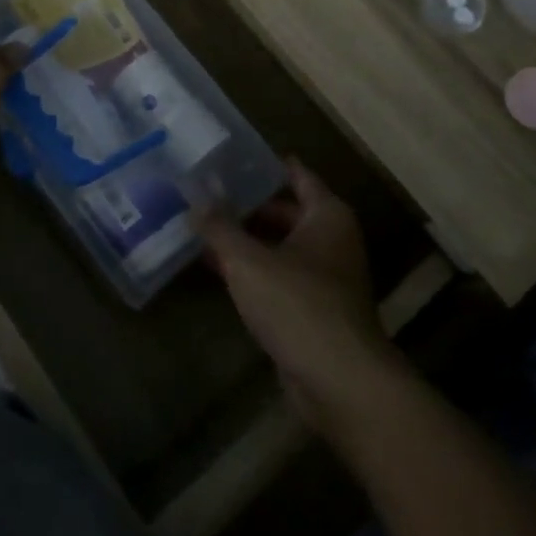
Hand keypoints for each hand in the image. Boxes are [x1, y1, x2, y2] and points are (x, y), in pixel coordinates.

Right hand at [196, 160, 403, 431]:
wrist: (339, 381)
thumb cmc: (298, 304)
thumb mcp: (248, 260)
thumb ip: (220, 227)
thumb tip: (196, 197)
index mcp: (326, 215)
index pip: (296, 174)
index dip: (264, 164)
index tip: (230, 154)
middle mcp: (331, 239)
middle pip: (285, 210)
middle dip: (246, 204)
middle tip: (204, 190)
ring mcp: (324, 277)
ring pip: (278, 246)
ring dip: (245, 239)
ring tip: (201, 225)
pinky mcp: (313, 310)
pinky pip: (277, 277)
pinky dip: (251, 270)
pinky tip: (216, 269)